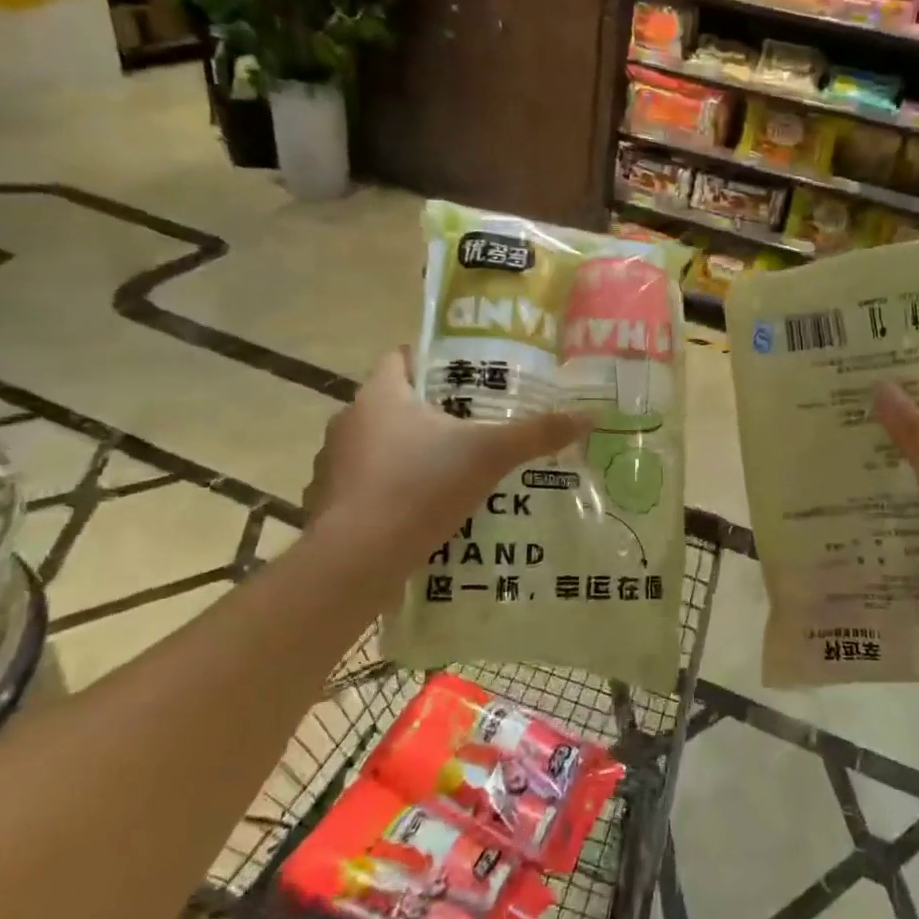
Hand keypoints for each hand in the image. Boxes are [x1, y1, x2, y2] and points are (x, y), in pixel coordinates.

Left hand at [305, 350, 586, 554]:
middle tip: (473, 423)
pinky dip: (390, 488)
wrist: (357, 560)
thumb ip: (536, 434)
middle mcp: (349, 421)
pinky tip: (420, 507)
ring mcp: (332, 464)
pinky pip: (365, 483)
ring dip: (408, 451)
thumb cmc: (420, 487)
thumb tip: (589, 416)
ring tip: (451, 467)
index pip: (401, 358)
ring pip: (377, 445)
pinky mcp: (329, 503)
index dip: (433, 361)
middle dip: (431, 411)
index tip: (467, 376)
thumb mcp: (489, 455)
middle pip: (393, 403)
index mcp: (380, 396)